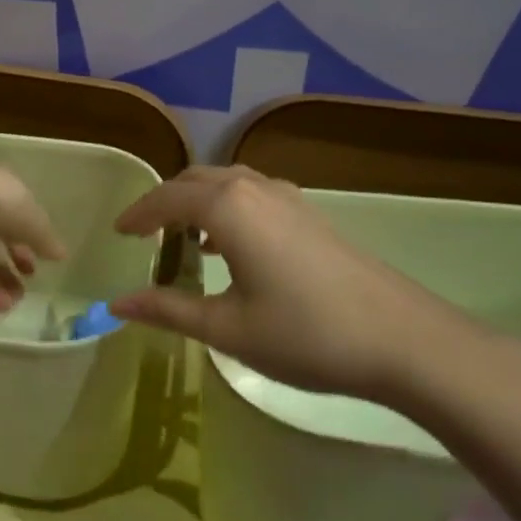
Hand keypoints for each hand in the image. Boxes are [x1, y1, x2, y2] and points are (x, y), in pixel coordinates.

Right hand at [108, 166, 512, 401]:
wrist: (403, 340)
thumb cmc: (305, 334)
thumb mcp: (227, 328)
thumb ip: (168, 310)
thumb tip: (116, 304)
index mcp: (227, 208)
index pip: (166, 199)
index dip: (138, 214)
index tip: (117, 233)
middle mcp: (254, 188)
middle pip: (194, 180)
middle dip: (164, 201)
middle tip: (143, 232)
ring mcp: (287, 197)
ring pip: (226, 182)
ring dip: (196, 200)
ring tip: (181, 236)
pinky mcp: (310, 213)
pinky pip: (252, 193)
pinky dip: (225, 206)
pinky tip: (230, 243)